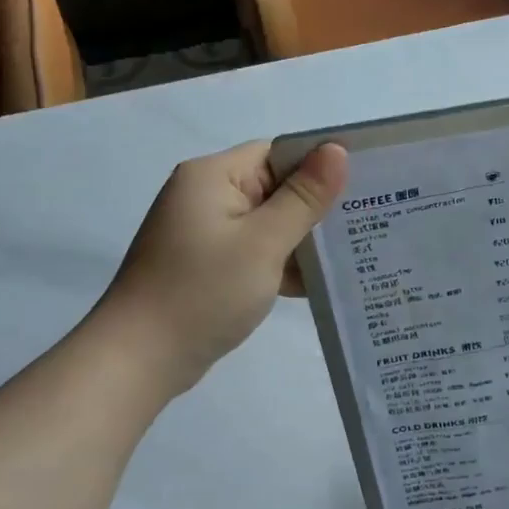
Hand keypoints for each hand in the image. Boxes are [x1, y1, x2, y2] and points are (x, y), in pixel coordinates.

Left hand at [91, 140, 347, 394]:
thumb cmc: (203, 292)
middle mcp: (206, 195)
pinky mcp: (208, 264)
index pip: (278, 153)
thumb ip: (303, 197)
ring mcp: (205, 233)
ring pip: (268, 223)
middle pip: (275, 187)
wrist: (139, 359)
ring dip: (303, 239)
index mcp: (214, 176)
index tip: (364, 186)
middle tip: (369, 221)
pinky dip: (282, 263)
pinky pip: (255, 251)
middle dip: (317, 207)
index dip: (319, 166)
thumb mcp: (263, 243)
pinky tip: (320, 282)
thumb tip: (337, 149)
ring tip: (354, 252)